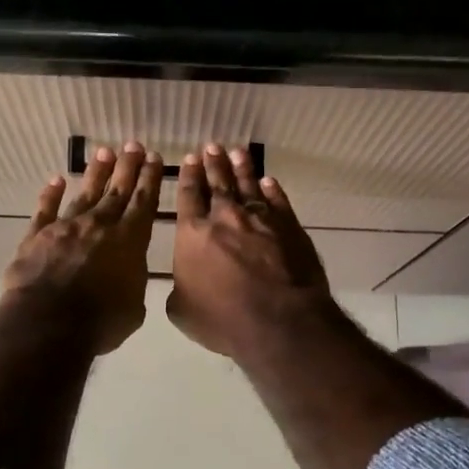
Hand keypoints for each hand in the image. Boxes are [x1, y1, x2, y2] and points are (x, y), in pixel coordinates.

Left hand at [3, 143, 163, 355]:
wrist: (49, 322)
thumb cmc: (101, 321)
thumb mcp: (133, 307)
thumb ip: (132, 282)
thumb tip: (127, 273)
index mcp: (129, 241)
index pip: (143, 202)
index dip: (149, 179)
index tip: (153, 158)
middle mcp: (100, 225)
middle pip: (116, 191)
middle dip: (127, 167)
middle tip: (133, 145)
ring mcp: (66, 227)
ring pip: (84, 193)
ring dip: (96, 173)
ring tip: (104, 152)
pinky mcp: (37, 235)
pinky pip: (45, 209)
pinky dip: (50, 194)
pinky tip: (55, 180)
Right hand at [167, 144, 336, 358]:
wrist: (278, 320)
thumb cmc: (223, 319)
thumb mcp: (183, 312)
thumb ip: (179, 290)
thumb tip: (183, 283)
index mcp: (193, 234)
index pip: (189, 197)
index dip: (189, 177)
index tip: (190, 159)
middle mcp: (225, 218)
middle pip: (218, 184)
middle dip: (213, 164)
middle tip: (211, 147)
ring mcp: (260, 219)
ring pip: (248, 185)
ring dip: (242, 168)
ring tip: (238, 152)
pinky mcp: (289, 226)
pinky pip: (277, 201)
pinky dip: (272, 189)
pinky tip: (268, 181)